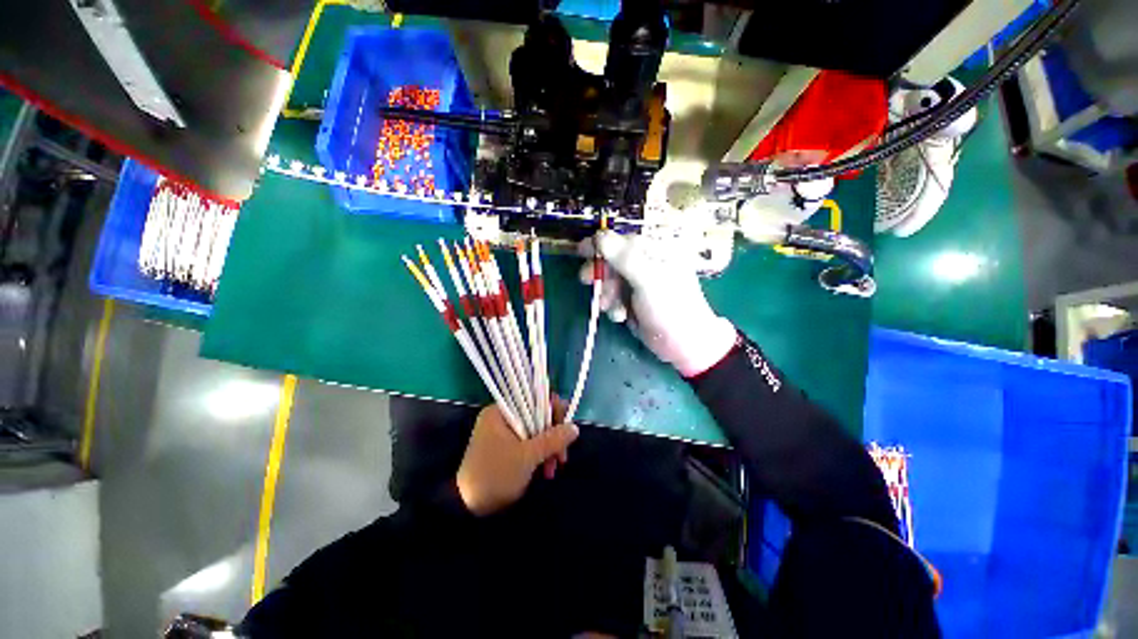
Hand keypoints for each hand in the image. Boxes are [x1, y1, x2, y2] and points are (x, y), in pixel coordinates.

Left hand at [456, 398, 578, 515]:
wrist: (468, 509)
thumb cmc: (496, 475)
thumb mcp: (527, 456)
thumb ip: (553, 439)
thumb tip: (575, 427)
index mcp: (500, 411)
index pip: (533, 398)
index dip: (553, 411)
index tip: (565, 428)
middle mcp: (501, 417)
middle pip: (536, 416)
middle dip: (552, 436)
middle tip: (562, 456)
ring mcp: (503, 433)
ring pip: (535, 432)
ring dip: (548, 448)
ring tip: (553, 469)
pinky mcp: (505, 448)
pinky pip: (529, 443)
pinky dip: (539, 455)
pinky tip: (546, 471)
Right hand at [580, 231, 736, 376]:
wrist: (683, 345)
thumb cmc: (670, 308)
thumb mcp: (648, 280)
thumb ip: (624, 258)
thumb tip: (600, 236)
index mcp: (655, 251)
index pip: (622, 239)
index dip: (601, 244)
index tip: (582, 251)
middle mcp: (646, 264)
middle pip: (612, 261)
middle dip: (600, 273)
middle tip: (587, 280)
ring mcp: (638, 284)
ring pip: (610, 281)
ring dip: (606, 294)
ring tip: (611, 307)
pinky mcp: (632, 301)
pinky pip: (613, 298)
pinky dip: (613, 307)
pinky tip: (621, 316)